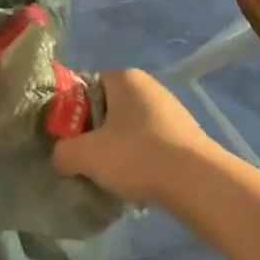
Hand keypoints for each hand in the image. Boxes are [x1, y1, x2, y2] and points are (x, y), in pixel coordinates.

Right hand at [51, 69, 217, 204]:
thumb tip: (61, 157)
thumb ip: (63, 152)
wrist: (198, 182)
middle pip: (108, 107)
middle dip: (96, 133)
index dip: (72, 112)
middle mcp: (148, 85)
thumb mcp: (87, 155)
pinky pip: (152, 142)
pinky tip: (141, 181)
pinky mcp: (187, 134)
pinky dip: (143, 158)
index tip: (69, 139)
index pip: (86, 86)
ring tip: (115, 176)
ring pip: (130, 127)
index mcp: (123, 77)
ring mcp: (171, 109)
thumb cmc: (137, 155)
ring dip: (120, 148)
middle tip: (88, 160)